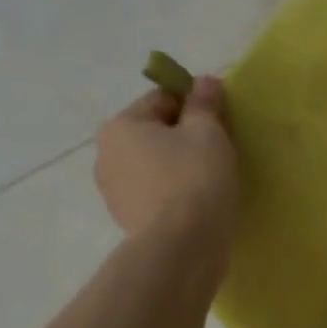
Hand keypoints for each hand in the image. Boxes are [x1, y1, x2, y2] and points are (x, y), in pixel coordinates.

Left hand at [94, 75, 238, 247]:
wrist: (182, 246)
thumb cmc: (195, 178)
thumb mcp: (207, 132)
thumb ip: (204, 104)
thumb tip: (204, 81)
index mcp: (121, 125)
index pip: (162, 98)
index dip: (195, 103)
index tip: (220, 119)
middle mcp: (106, 154)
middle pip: (154, 131)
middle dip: (183, 136)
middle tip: (218, 149)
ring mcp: (113, 190)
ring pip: (153, 164)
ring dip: (177, 164)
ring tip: (210, 178)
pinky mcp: (127, 219)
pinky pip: (154, 192)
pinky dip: (173, 191)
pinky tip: (197, 201)